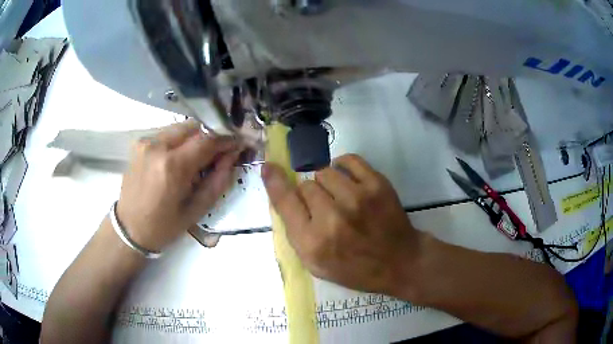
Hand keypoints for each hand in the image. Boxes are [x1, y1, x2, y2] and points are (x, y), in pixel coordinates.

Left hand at [117, 120, 240, 251]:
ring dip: (195, 138)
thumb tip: (231, 156)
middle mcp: (158, 146)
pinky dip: (180, 141)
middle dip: (211, 136)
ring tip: (199, 157)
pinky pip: (168, 133)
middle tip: (219, 152)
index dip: (226, 140)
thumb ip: (217, 180)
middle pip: (194, 126)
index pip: (207, 140)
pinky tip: (180, 158)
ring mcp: (146, 141)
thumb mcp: (196, 210)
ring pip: (181, 127)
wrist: (129, 228)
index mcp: (172, 166)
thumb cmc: (164, 226)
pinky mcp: (140, 143)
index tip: (237, 144)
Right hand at [262, 154, 422, 296]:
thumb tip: (282, 194)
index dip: (274, 182)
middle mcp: (332, 218)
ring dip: (327, 184)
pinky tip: (349, 181)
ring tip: (340, 198)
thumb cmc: (356, 269)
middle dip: (311, 197)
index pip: (284, 202)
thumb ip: (296, 232)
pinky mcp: (377, 185)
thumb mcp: (317, 265)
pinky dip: (344, 167)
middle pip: (305, 186)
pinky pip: (348, 160)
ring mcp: (357, 198)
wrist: (399, 262)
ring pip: (324, 172)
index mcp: (313, 243)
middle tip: (326, 210)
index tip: (268, 166)